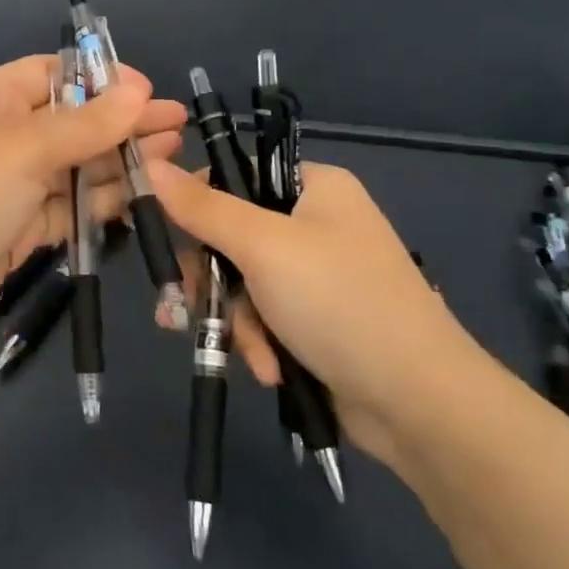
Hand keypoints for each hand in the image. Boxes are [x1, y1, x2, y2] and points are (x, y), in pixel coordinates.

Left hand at [0, 56, 185, 362]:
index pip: (55, 73)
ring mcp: (9, 186)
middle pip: (72, 121)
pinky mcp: (17, 230)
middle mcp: (2, 137)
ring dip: (119, 162)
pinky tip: (142, 196)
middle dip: (123, 123)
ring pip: (74, 167)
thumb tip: (138, 90)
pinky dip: (100, 203)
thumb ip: (85, 125)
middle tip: (178, 127)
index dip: (102, 79)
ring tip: (174, 157)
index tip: (150, 93)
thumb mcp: (22, 150)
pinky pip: (67, 208)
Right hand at [149, 159, 488, 462]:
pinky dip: (259, 342)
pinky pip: (264, 318)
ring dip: (237, 321)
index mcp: (313, 187)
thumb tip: (151, 164)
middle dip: (213, 280)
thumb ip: (203, 208)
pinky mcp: (314, 321)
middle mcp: (315, 224)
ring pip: (242, 284)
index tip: (164, 236)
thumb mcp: (262, 246)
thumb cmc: (339, 303)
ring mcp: (316, 275)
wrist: (418, 403)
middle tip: (187, 306)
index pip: (235, 176)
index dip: (195, 203)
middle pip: (231, 236)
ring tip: (250, 353)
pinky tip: (269, 369)